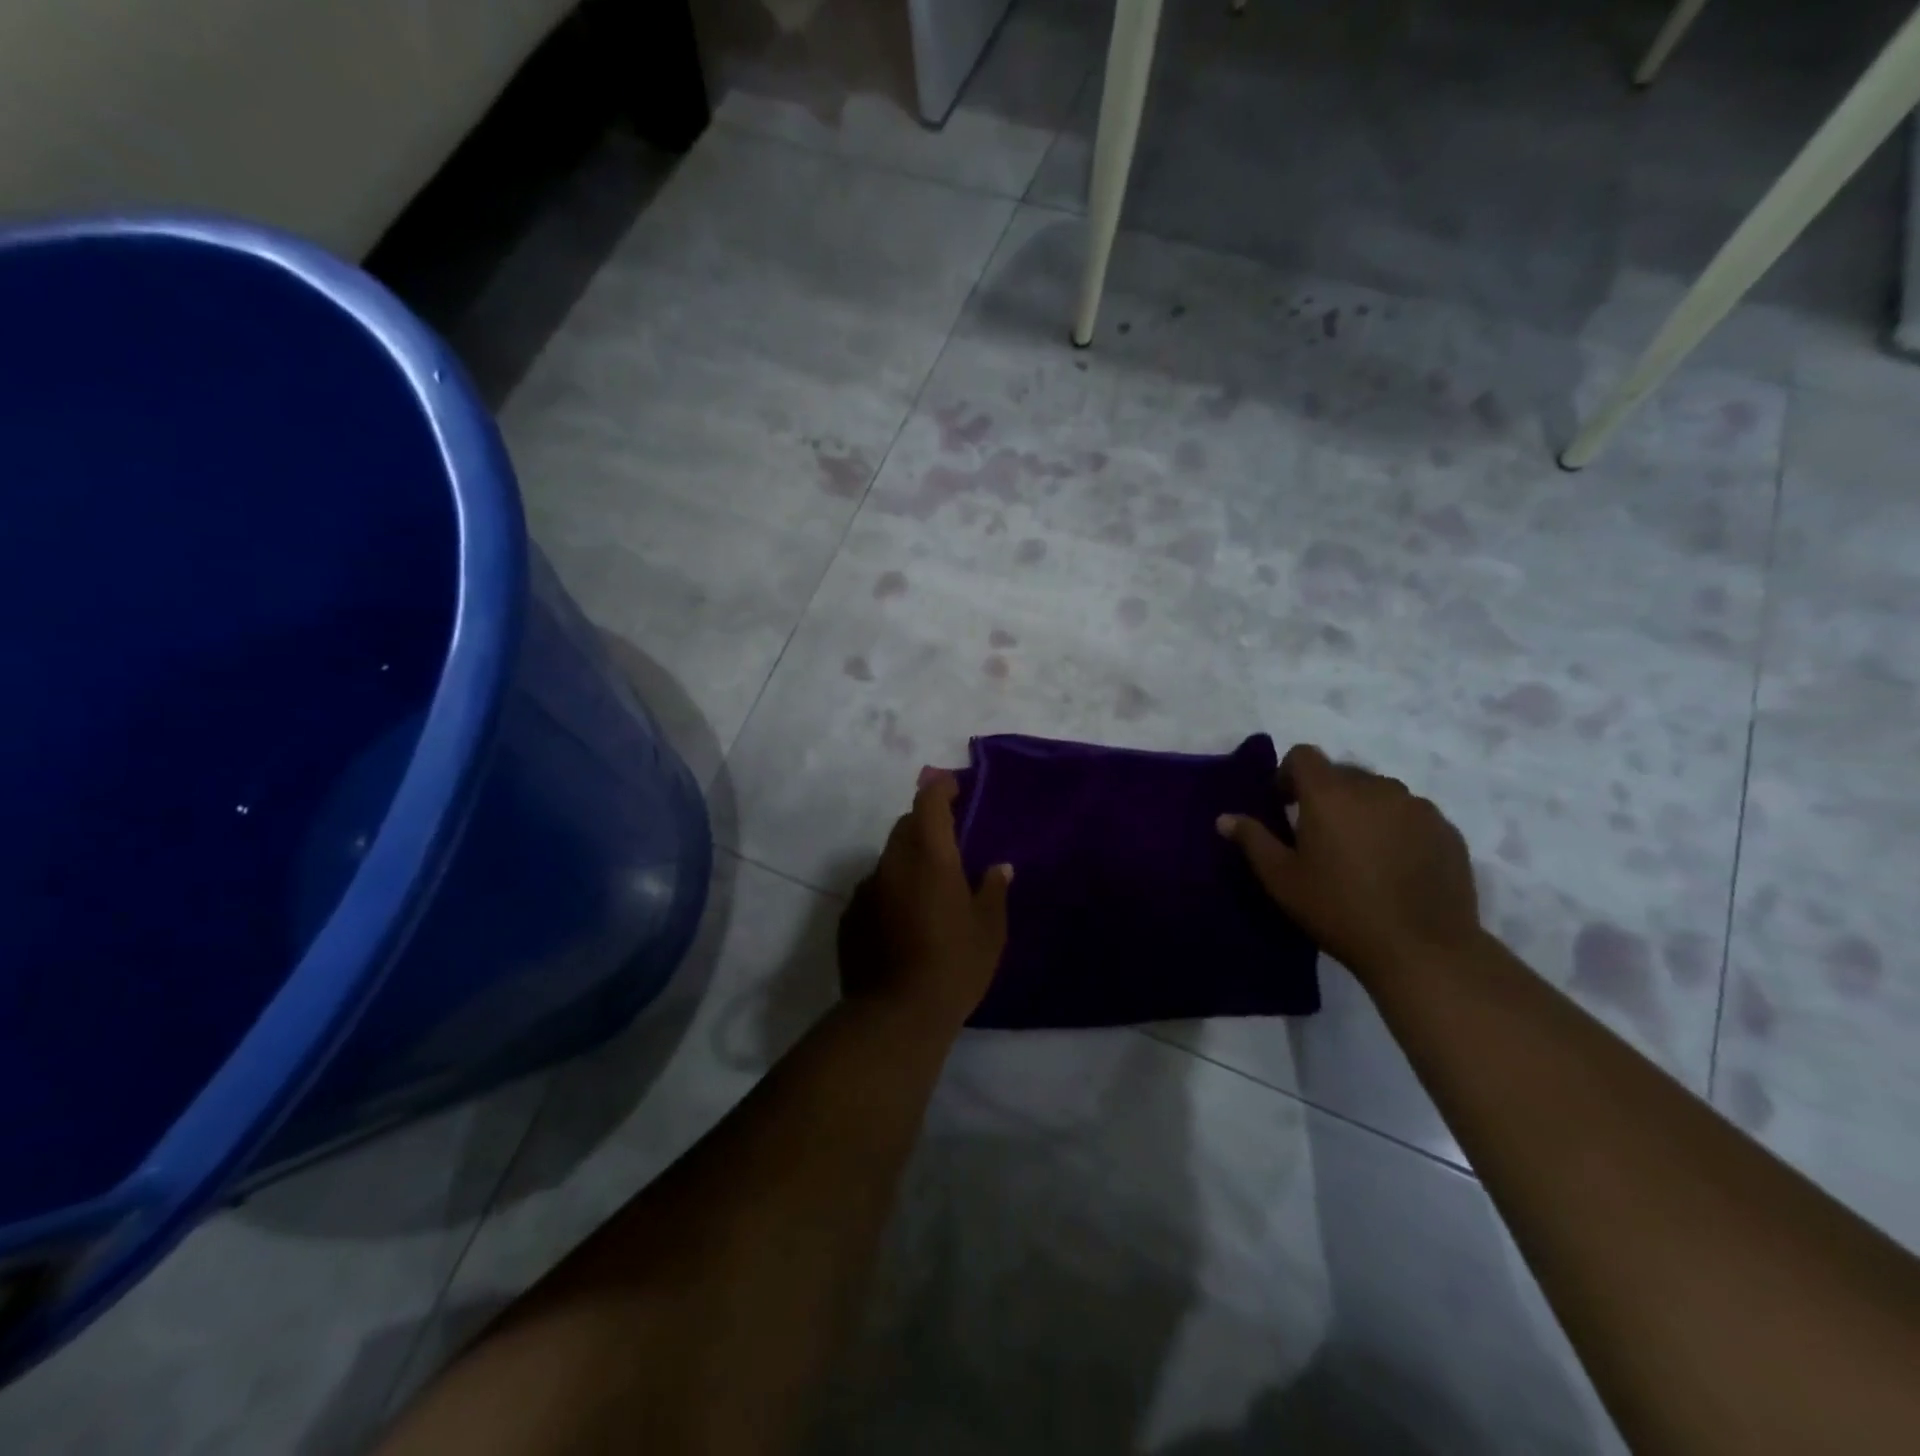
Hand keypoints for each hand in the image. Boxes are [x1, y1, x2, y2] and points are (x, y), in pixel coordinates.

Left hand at [838, 771, 1011, 1031]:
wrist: (895, 1015)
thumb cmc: (954, 965)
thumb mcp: (989, 930)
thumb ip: (993, 891)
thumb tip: (999, 868)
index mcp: (929, 856)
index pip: (928, 802)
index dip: (940, 787)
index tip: (953, 786)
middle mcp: (893, 863)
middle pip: (906, 826)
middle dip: (926, 824)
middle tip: (949, 842)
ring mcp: (866, 889)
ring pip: (889, 858)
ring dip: (908, 859)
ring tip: (928, 887)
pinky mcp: (849, 916)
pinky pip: (874, 888)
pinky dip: (890, 889)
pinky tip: (903, 919)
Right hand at [1217, 743, 1480, 986]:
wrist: (1421, 949)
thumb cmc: (1338, 909)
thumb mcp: (1281, 879)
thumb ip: (1252, 840)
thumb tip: (1225, 818)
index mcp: (1330, 793)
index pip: (1304, 755)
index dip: (1288, 774)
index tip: (1285, 807)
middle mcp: (1375, 787)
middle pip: (1342, 773)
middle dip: (1326, 795)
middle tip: (1319, 836)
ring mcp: (1417, 807)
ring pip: (1380, 793)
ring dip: (1363, 810)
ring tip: (1360, 852)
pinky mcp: (1447, 830)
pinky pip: (1412, 816)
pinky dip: (1397, 829)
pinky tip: (1395, 867)